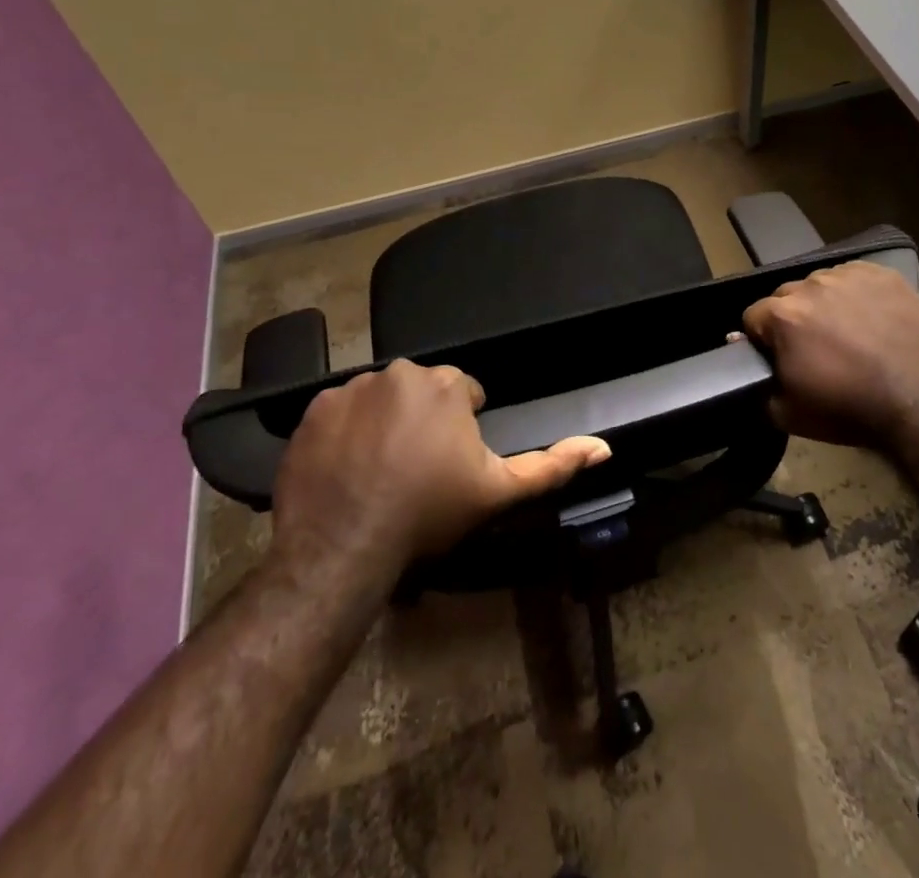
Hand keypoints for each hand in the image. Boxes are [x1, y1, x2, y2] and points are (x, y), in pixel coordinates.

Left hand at [268, 359, 610, 575]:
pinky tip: (347, 467)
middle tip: (416, 470)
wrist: (343, 546)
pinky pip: (341, 411)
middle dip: (425, 421)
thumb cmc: (428, 514)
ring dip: (386, 422)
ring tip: (379, 470)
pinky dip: (347, 431)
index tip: (450, 466)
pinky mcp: (315, 408)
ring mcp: (353, 387)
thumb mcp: (498, 492)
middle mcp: (400, 372)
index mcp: (447, 384)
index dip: (462, 430)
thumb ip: (552, 466)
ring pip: (382, 398)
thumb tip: (604, 447)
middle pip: (422, 392)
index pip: (465, 394)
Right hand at [742, 261, 918, 448]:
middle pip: (787, 296)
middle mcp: (812, 285)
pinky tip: (872, 319)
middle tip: (816, 348)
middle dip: (793, 318)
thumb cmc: (850, 410)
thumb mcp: (788, 414)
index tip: (781, 357)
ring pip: (822, 284)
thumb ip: (759, 385)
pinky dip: (857, 294)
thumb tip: (745, 358)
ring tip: (847, 333)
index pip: (754, 316)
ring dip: (825, 303)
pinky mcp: (884, 275)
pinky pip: (856, 277)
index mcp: (784, 316)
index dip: (762, 339)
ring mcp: (850, 276)